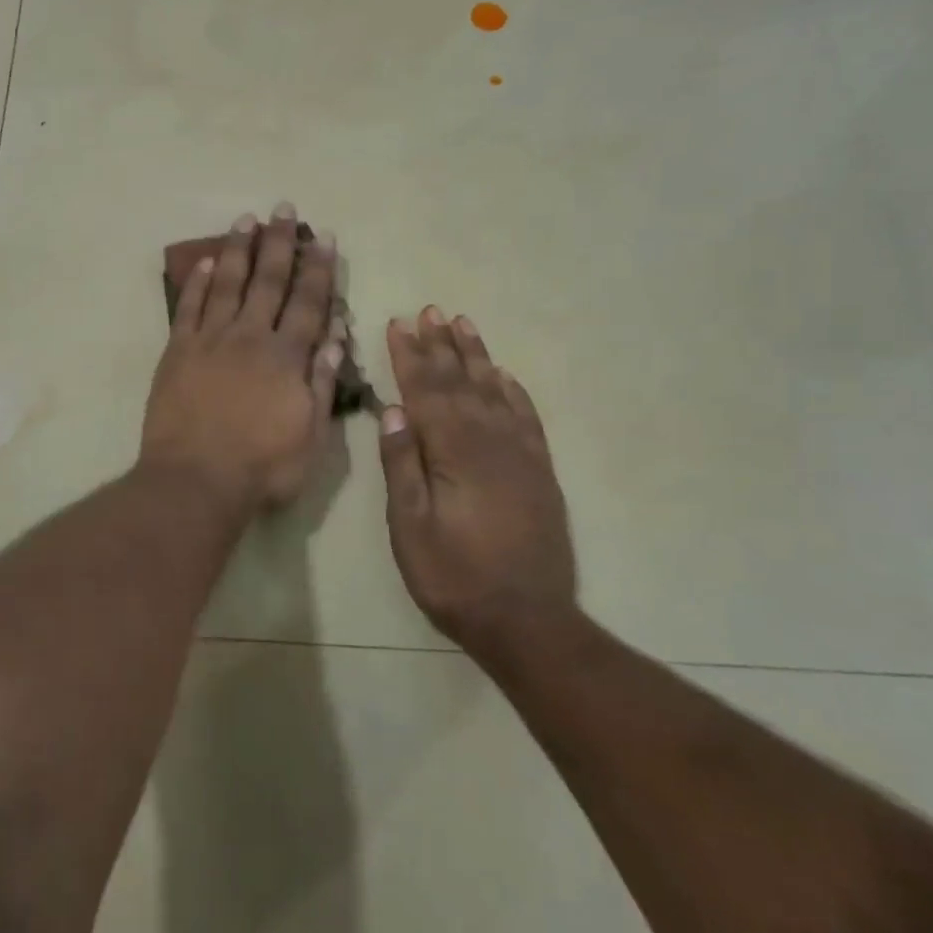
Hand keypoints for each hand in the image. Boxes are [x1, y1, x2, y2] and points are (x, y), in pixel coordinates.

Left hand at [141, 205, 345, 512]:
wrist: (196, 480)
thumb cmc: (262, 467)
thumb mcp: (312, 436)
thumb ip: (321, 383)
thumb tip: (335, 336)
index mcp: (286, 357)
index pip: (308, 303)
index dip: (318, 269)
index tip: (324, 238)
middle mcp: (249, 337)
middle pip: (267, 281)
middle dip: (278, 243)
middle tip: (283, 209)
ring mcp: (209, 341)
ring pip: (227, 284)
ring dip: (238, 250)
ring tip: (245, 219)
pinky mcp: (177, 352)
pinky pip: (188, 308)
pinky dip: (197, 283)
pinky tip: (205, 262)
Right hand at [378, 307, 576, 650]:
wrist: (527, 621)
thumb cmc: (454, 576)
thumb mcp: (410, 527)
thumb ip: (402, 465)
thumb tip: (392, 410)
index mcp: (454, 452)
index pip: (427, 391)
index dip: (410, 356)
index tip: (398, 323)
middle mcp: (491, 442)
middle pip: (461, 382)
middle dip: (440, 345)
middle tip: (429, 310)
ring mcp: (520, 455)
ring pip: (494, 391)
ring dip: (476, 356)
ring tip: (462, 324)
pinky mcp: (539, 472)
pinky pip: (526, 417)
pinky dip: (513, 391)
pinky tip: (503, 375)